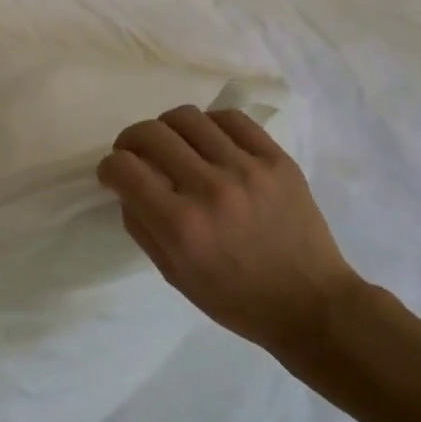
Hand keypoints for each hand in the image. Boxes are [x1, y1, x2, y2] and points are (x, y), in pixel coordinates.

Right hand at [98, 107, 363, 367]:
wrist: (311, 304)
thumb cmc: (235, 299)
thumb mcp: (173, 274)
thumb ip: (141, 225)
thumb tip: (127, 185)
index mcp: (181, 226)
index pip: (124, 168)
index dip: (109, 167)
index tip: (114, 175)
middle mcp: (210, 189)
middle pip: (150, 133)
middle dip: (130, 141)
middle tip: (136, 154)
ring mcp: (247, 170)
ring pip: (187, 117)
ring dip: (167, 128)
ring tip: (174, 145)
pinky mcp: (277, 160)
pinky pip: (231, 119)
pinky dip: (209, 124)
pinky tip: (209, 141)